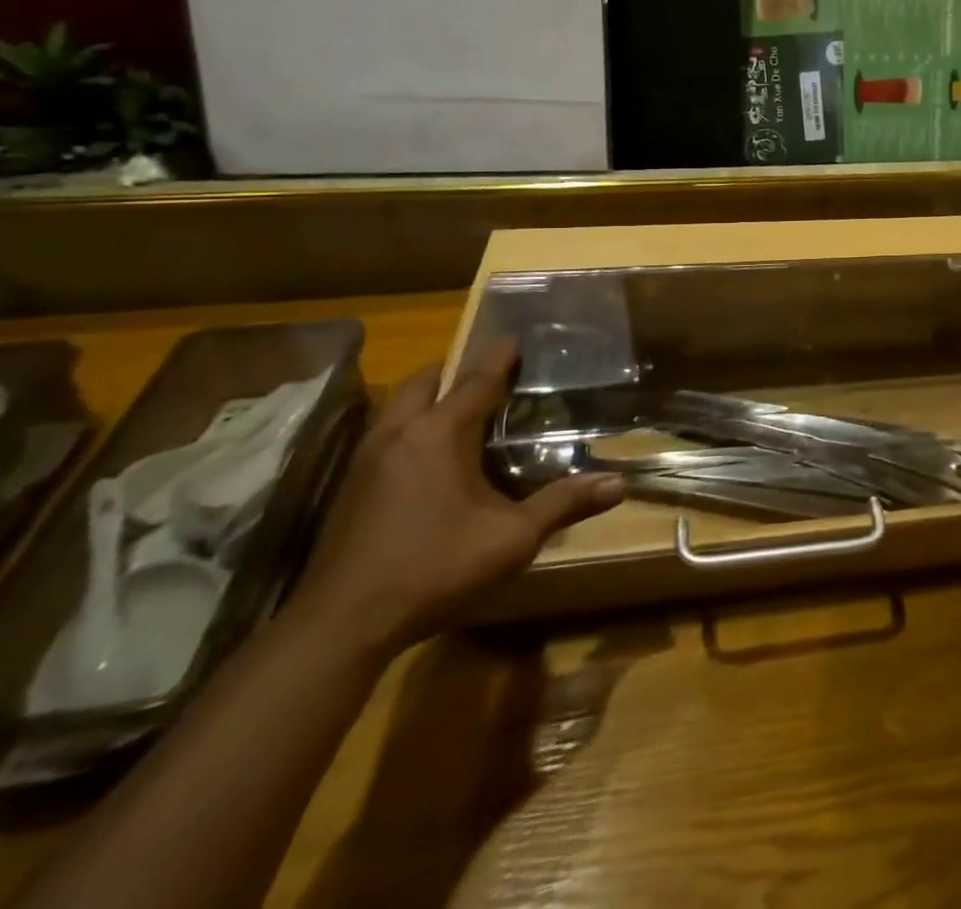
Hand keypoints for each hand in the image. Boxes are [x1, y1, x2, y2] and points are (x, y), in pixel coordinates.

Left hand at [288, 338, 623, 662]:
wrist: (341, 624)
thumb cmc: (434, 569)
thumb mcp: (512, 539)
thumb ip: (564, 503)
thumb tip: (619, 483)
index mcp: (440, 434)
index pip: (477, 379)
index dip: (500, 355)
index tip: (515, 336)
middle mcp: (400, 432)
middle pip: (426, 380)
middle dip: (456, 370)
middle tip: (489, 376)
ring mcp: (368, 458)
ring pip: (398, 405)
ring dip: (428, 396)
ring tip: (460, 410)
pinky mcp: (351, 485)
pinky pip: (385, 432)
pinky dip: (410, 425)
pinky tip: (427, 457)